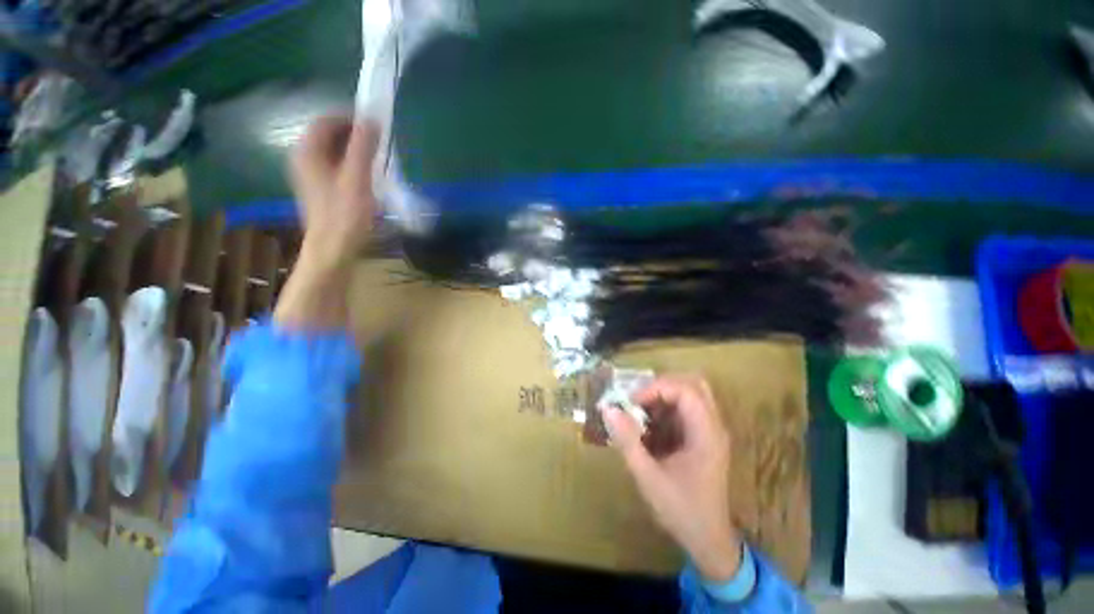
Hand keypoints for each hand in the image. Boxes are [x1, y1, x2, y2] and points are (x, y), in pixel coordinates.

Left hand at [289, 116, 379, 271]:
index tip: (375, 125)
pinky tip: (368, 176)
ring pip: (334, 151)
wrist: (333, 248)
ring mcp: (311, 175)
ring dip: (356, 151)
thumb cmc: (345, 214)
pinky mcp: (320, 188)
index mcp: (308, 152)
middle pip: (329, 135)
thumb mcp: (357, 178)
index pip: (326, 121)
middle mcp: (304, 158)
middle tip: (380, 144)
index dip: (350, 118)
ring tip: (378, 159)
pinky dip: (352, 164)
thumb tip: (372, 119)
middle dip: (355, 135)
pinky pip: (336, 166)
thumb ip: (363, 147)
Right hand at [603, 375, 741, 582]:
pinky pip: (685, 408)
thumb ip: (627, 441)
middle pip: (692, 384)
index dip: (655, 388)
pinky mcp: (703, 436)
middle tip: (636, 398)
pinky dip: (665, 408)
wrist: (709, 541)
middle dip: (660, 385)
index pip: (685, 390)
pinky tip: (648, 424)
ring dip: (662, 395)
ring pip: (689, 393)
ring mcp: (710, 430)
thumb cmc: (681, 510)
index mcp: (706, 434)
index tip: (631, 402)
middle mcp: (713, 426)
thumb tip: (607, 408)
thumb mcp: (648, 477)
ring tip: (639, 409)